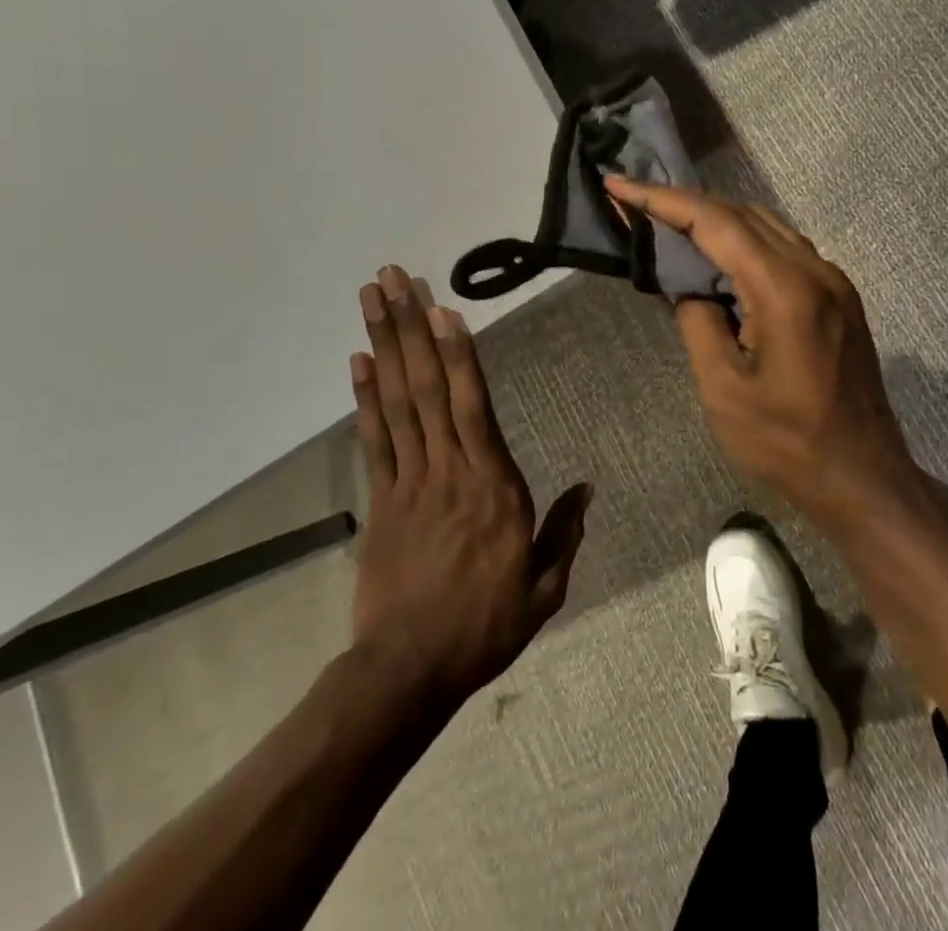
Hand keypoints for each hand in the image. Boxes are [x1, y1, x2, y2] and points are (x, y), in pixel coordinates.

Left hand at [348, 266, 591, 713]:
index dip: (458, 355)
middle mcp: (449, 469)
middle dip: (411, 327)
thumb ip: (564, 532)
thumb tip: (588, 488)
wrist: (408, 671)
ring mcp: (408, 481)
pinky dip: (365, 397)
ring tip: (374, 298)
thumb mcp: (543, 588)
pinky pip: (374, 439)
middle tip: (394, 277)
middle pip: (426, 387)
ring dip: (384, 344)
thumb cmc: (484, 625)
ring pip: (397, 401)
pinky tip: (359, 361)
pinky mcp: (380, 500)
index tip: (444, 309)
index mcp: (493, 486)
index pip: (473, 406)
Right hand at [604, 177, 918, 520]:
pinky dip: (744, 240)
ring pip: (766, 225)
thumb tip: (688, 285)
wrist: (863, 476)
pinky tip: (718, 255)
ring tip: (668, 220)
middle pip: (741, 213)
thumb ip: (698, 321)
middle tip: (635, 201)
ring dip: (716, 217)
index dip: (662, 199)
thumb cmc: (786, 441)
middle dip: (684, 202)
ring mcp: (833, 280)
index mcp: (784, 289)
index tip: (619, 184)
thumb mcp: (723, 387)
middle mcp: (815, 270)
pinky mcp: (839, 296)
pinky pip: (784, 247)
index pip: (715, 222)